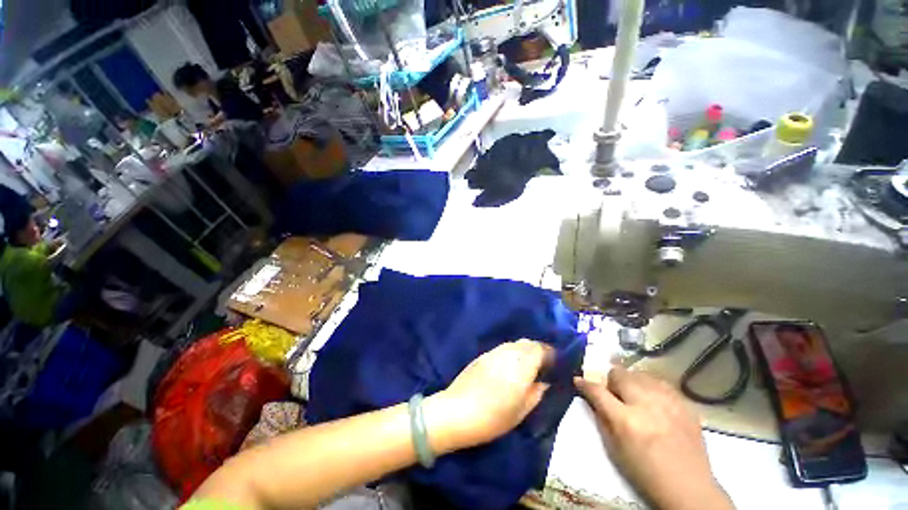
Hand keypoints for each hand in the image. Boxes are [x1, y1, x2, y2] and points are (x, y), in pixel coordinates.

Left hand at [425, 340, 552, 452]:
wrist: (456, 411)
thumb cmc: (492, 417)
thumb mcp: (521, 411)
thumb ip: (536, 393)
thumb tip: (545, 382)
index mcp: (521, 366)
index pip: (540, 349)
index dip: (550, 353)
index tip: (555, 362)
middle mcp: (508, 353)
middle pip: (527, 342)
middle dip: (538, 349)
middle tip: (543, 364)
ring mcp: (493, 352)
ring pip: (514, 344)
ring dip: (524, 350)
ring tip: (527, 365)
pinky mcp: (482, 355)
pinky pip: (502, 348)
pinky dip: (511, 353)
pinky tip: (509, 366)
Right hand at [575, 367, 733, 509]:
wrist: (689, 487)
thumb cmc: (645, 472)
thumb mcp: (614, 449)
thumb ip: (601, 418)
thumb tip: (591, 396)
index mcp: (626, 420)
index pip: (597, 390)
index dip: (585, 383)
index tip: (579, 379)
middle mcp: (646, 405)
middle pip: (619, 374)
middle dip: (610, 380)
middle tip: (613, 393)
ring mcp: (668, 402)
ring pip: (639, 373)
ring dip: (631, 381)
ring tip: (633, 395)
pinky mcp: (684, 404)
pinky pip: (660, 382)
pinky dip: (651, 386)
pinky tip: (652, 399)